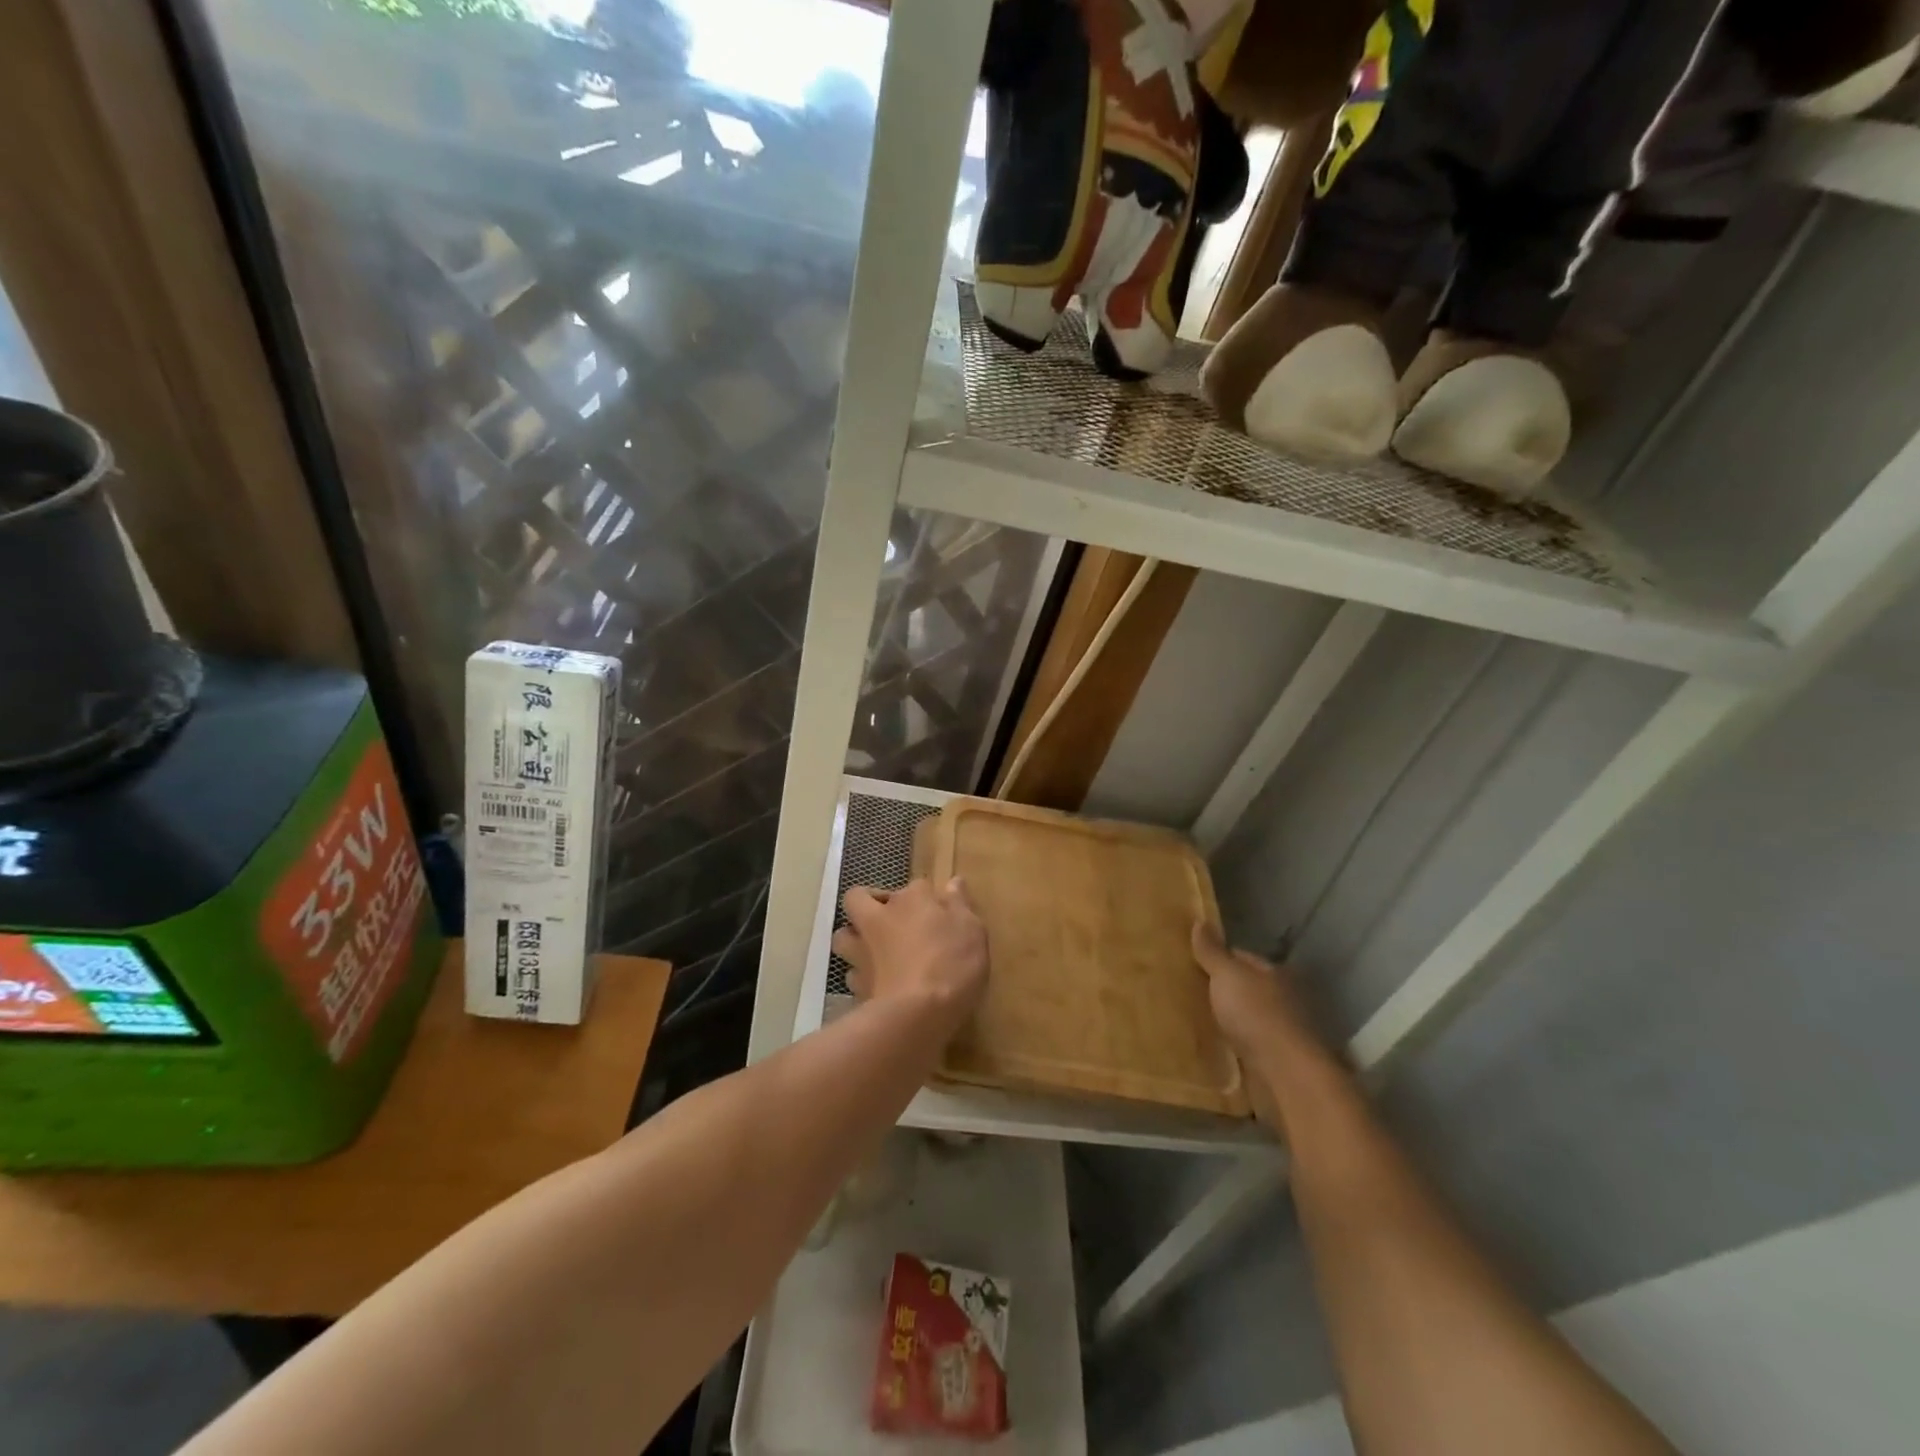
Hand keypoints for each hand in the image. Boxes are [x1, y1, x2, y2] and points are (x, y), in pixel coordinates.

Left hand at [833, 878, 988, 1035]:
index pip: (918, 886)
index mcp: (911, 900)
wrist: (916, 1014)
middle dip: (868, 903)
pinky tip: (877, 984)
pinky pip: (852, 973)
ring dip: (854, 938)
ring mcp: (863, 951)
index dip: (928, 898)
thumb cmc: (951, 964)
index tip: (942, 913)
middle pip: (858, 898)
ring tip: (873, 950)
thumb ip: (960, 905)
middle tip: (888, 919)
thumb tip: (954, 882)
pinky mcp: (856, 984)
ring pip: (843, 935)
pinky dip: (861, 975)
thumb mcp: (971, 931)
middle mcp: (880, 918)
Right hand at [1193, 924, 1342, 1129]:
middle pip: (1244, 988)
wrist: (1286, 1074)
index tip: (1189, 963)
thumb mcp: (1227, 975)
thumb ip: (1212, 951)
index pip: (1241, 957)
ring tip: (1193, 1019)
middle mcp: (1282, 998)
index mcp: (1274, 973)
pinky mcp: (1276, 1060)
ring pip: (1245, 1018)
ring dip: (1226, 1020)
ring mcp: (1281, 1031)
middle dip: (1220, 990)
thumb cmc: (1256, 1014)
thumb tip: (1200, 920)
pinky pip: (1246, 1046)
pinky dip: (1232, 1046)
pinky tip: (1212, 1047)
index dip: (1216, 958)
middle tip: (1186, 991)